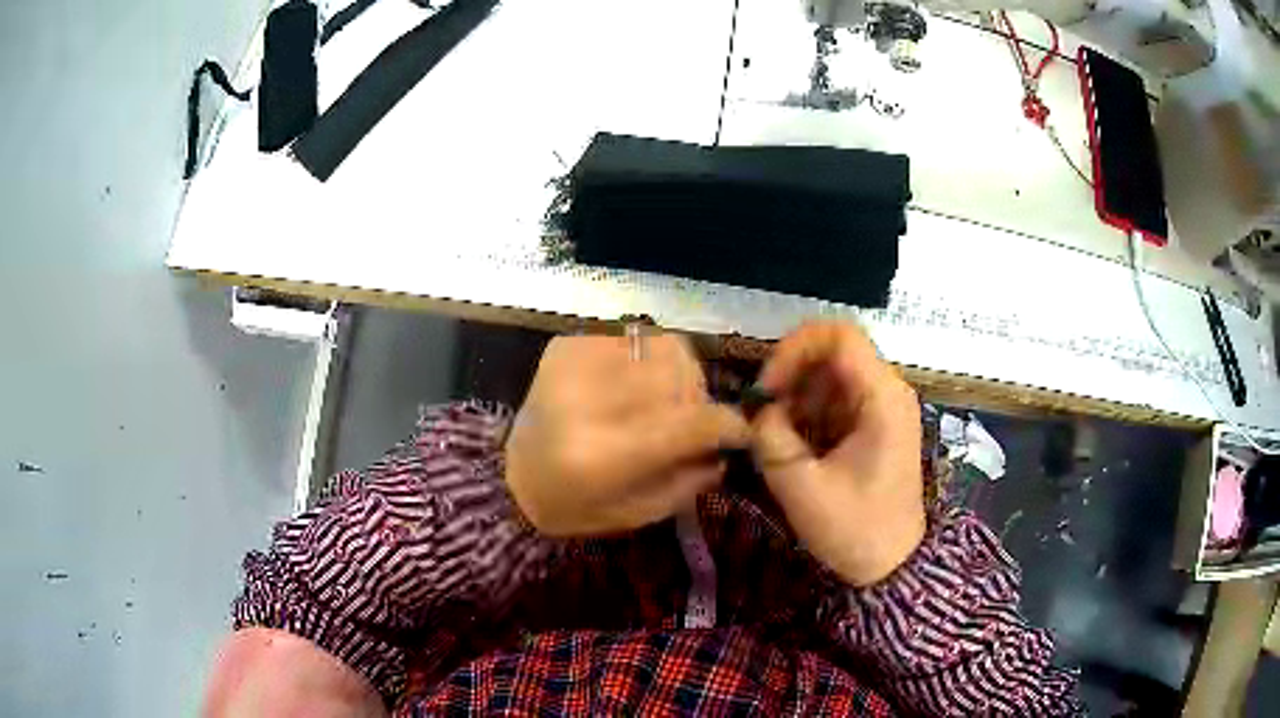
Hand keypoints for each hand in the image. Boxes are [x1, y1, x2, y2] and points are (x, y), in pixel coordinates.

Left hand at [505, 332, 750, 536]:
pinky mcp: (566, 346)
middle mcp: (590, 400)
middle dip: (698, 399)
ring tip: (657, 402)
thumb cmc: (576, 507)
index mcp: (606, 454)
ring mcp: (575, 364)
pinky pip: (632, 340)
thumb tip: (730, 443)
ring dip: (674, 376)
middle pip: (682, 374)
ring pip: (663, 347)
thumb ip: (692, 478)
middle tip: (688, 421)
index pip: (692, 422)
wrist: (509, 479)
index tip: (738, 432)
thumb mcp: (640, 512)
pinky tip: (625, 389)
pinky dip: (642, 364)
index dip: (728, 425)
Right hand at [752, 322, 925, 586]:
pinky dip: (810, 413)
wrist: (891, 564)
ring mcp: (883, 407)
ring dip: (798, 396)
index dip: (795, 348)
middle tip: (764, 412)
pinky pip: (837, 399)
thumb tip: (760, 411)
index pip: (839, 335)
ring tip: (777, 435)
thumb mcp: (802, 487)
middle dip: (791, 375)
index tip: (767, 386)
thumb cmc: (854, 529)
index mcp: (882, 398)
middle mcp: (888, 391)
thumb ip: (771, 438)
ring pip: (831, 375)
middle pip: (833, 352)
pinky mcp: (875, 424)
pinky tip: (796, 444)